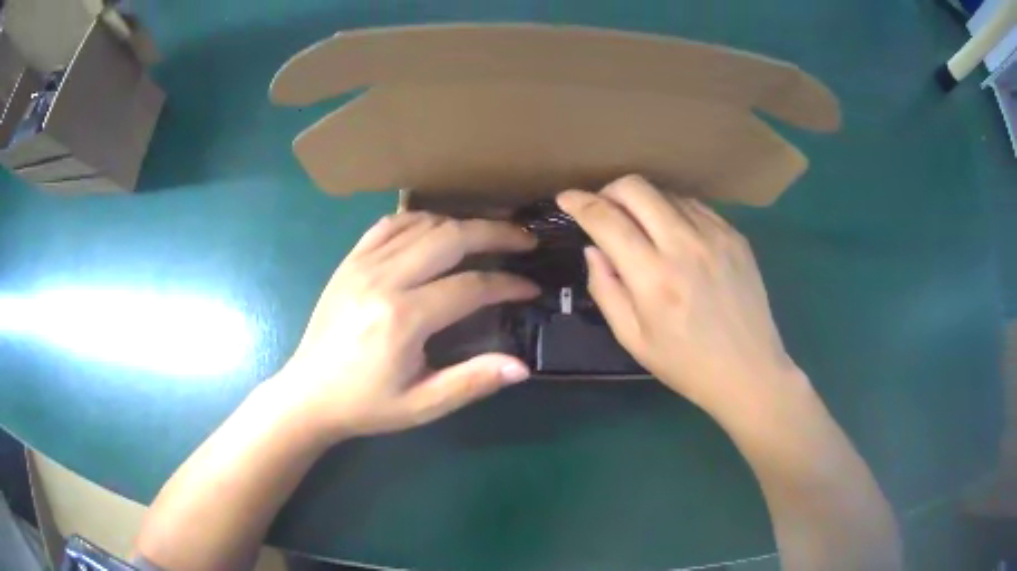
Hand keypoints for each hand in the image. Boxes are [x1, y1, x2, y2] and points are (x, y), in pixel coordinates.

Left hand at [267, 212, 538, 441]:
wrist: (308, 393)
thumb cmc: (365, 404)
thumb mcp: (421, 406)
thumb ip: (472, 382)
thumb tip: (522, 367)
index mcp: (403, 318)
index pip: (470, 286)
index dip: (507, 284)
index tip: (531, 288)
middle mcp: (383, 279)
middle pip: (450, 237)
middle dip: (495, 233)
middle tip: (525, 239)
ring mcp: (362, 263)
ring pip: (423, 224)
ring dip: (462, 223)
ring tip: (490, 233)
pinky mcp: (350, 260)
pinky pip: (390, 224)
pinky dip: (422, 219)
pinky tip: (438, 229)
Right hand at [557, 175, 802, 416]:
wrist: (748, 370)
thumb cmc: (686, 364)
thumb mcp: (633, 339)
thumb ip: (605, 289)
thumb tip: (594, 248)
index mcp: (654, 277)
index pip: (606, 219)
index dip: (579, 202)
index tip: (565, 198)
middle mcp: (684, 245)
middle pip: (636, 187)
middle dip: (609, 191)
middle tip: (603, 211)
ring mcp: (715, 235)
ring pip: (666, 192)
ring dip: (643, 202)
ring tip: (641, 227)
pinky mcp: (735, 235)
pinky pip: (695, 206)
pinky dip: (674, 211)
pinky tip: (674, 234)